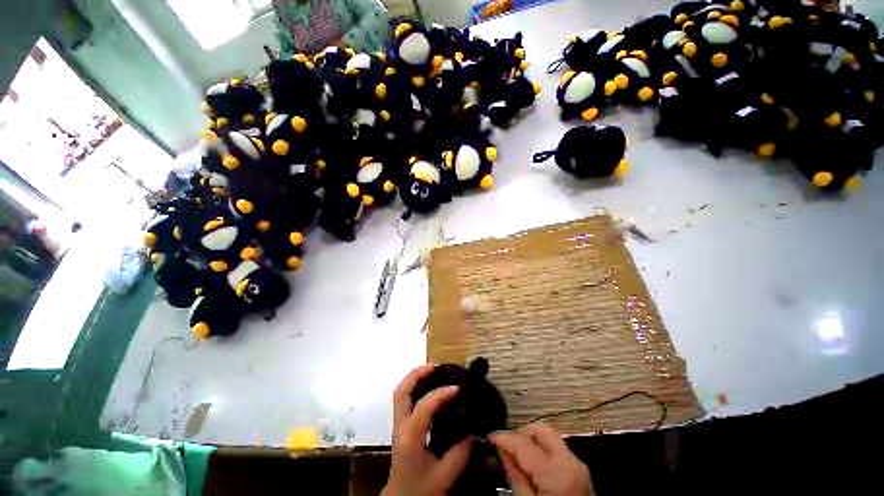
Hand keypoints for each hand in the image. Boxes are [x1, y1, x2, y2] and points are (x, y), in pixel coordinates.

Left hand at [382, 363, 471, 495]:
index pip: (423, 407)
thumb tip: (472, 428)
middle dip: (416, 375)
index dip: (440, 394)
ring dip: (414, 378)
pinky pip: (404, 399)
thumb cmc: (421, 489)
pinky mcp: (401, 426)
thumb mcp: (445, 475)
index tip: (457, 388)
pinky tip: (428, 386)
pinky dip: (414, 387)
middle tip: (434, 366)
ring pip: (400, 394)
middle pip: (401, 392)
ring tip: (431, 369)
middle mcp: (401, 426)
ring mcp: (398, 425)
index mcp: (410, 438)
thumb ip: (460, 452)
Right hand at [491, 423, 594, 495]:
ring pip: (550, 437)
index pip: (523, 443)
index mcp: (556, 472)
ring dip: (532, 440)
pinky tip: (532, 464)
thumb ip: (515, 476)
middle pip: (541, 429)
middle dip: (522, 433)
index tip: (489, 437)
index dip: (504, 437)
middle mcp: (570, 461)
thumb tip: (502, 450)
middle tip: (507, 446)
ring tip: (518, 456)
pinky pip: (557, 449)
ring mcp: (578, 465)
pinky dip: (542, 450)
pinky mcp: (580, 471)